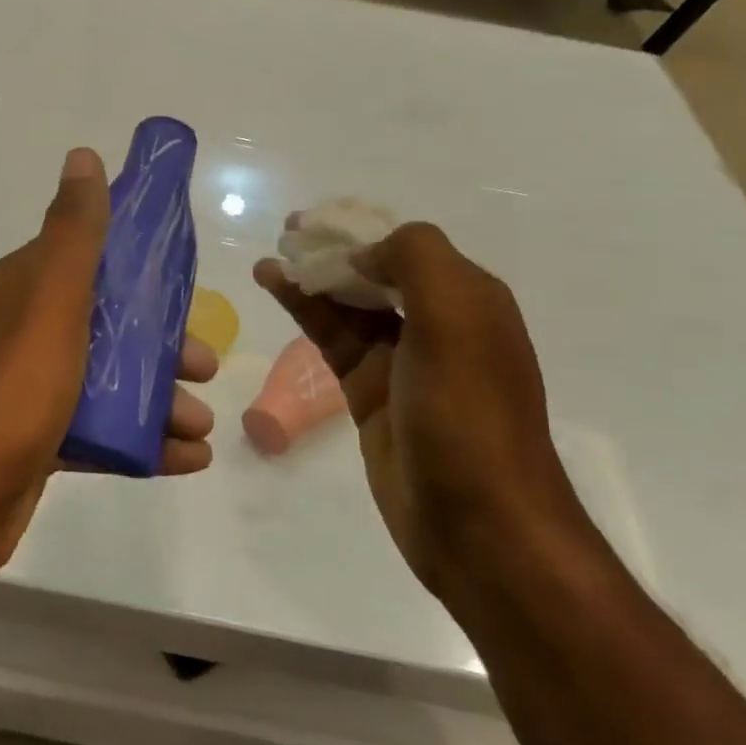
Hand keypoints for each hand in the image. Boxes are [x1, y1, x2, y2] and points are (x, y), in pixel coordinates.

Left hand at [0, 148, 215, 578]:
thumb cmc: (12, 384)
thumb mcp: (51, 296)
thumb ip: (74, 231)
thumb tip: (83, 155)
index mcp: (27, 290)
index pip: (90, 262)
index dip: (138, 270)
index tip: (184, 288)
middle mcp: (26, 332)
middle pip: (107, 325)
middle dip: (161, 345)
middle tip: (205, 366)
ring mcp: (30, 390)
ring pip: (108, 382)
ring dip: (159, 398)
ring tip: (201, 425)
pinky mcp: (37, 443)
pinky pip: (100, 433)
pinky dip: (142, 442)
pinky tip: (186, 459)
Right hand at [255, 222, 586, 599]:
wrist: (477, 524)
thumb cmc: (468, 414)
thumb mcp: (456, 320)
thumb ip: (416, 261)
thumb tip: (364, 254)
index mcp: (468, 299)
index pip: (407, 245)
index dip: (361, 228)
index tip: (317, 221)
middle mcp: (436, 323)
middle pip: (374, 270)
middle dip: (332, 249)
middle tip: (287, 234)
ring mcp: (400, 359)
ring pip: (347, 303)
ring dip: (310, 277)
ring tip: (268, 262)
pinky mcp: (368, 390)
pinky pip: (331, 336)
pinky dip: (303, 309)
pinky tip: (273, 289)